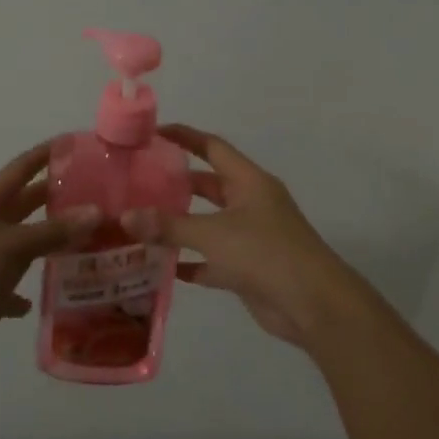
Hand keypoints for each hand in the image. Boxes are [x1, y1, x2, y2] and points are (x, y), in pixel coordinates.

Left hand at [0, 141, 99, 360]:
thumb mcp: (13, 245)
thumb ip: (54, 230)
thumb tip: (96, 212)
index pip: (23, 167)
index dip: (48, 153)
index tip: (77, 144)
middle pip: (28, 203)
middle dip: (58, 198)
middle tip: (98, 196)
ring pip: (26, 244)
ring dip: (52, 244)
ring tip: (92, 241)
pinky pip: (14, 287)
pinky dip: (30, 290)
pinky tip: (52, 294)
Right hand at [122, 125, 361, 353]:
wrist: (313, 305)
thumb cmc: (266, 254)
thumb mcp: (213, 234)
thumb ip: (169, 226)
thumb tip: (125, 217)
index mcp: (249, 182)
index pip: (212, 147)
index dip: (184, 137)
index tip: (152, 133)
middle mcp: (250, 204)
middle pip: (207, 186)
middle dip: (175, 184)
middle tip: (137, 183)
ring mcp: (250, 238)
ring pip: (207, 225)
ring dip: (178, 226)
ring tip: (139, 223)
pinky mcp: (247, 269)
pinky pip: (211, 260)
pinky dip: (189, 262)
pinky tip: (159, 266)